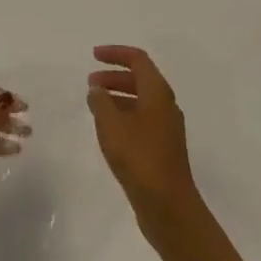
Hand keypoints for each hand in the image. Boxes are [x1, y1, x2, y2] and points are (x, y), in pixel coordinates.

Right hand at [88, 45, 201, 242]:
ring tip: (94, 105)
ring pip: (141, 101)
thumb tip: (97, 88)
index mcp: (157, 92)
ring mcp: (166, 128)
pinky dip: (123, 116)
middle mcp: (165, 105)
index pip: (138, 59)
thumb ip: (101, 101)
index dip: (115, 53)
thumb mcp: (111, 124)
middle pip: (140, 79)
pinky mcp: (163, 149)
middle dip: (114, 76)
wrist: (169, 207)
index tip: (94, 56)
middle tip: (91, 82)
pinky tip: (108, 131)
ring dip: (117, 96)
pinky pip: (142, 120)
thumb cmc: (139, 157)